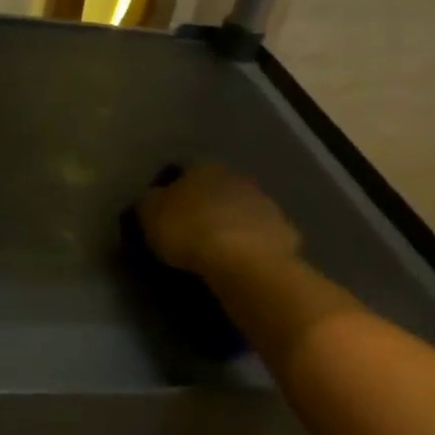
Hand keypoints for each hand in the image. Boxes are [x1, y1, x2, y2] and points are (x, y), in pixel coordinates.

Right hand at [137, 164, 299, 276]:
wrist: (245, 261)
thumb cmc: (189, 231)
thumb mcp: (150, 215)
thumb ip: (149, 203)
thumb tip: (153, 200)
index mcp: (202, 169)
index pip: (184, 174)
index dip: (174, 195)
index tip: (167, 218)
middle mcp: (235, 177)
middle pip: (216, 190)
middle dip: (206, 208)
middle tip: (192, 234)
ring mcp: (265, 203)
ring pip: (241, 211)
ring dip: (231, 225)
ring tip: (218, 253)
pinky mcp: (285, 231)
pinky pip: (261, 237)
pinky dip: (252, 246)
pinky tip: (242, 265)